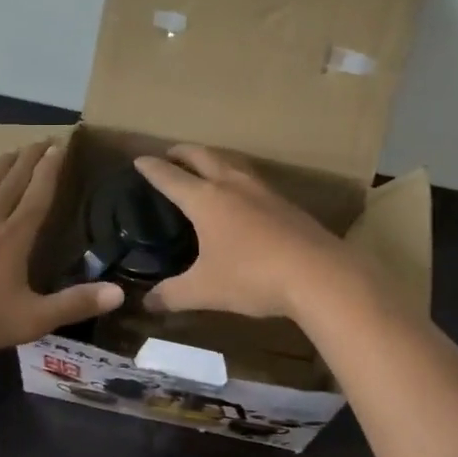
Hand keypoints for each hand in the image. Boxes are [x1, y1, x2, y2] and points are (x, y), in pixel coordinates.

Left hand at [0, 142, 122, 360]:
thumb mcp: (30, 319)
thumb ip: (74, 304)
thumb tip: (119, 292)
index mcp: (13, 238)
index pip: (38, 196)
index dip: (51, 170)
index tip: (61, 146)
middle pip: (12, 183)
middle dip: (29, 160)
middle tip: (42, 139)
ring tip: (11, 150)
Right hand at [133, 146, 361, 321]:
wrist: (318, 274)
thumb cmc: (252, 276)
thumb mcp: (205, 290)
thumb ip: (172, 295)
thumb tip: (147, 303)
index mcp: (206, 199)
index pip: (171, 177)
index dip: (152, 168)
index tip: (139, 160)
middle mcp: (233, 185)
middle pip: (203, 156)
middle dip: (183, 153)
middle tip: (170, 155)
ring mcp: (263, 191)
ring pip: (232, 162)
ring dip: (213, 159)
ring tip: (205, 167)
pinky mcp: (286, 203)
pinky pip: (253, 179)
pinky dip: (237, 177)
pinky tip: (242, 195)